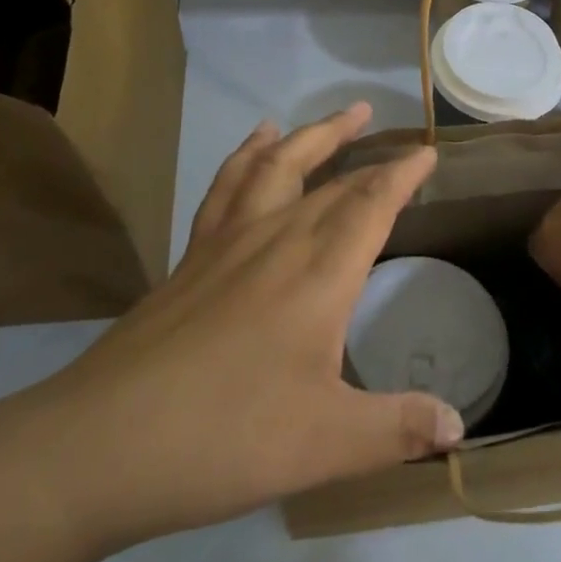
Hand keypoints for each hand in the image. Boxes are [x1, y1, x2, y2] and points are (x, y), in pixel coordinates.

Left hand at [5, 104, 455, 556]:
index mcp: (319, 273)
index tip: (428, 151)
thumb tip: (459, 428)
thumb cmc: (227, 438)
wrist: (101, 444)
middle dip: (367, 154)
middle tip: (394, 134)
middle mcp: (277, 241)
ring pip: (278, 167)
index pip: (371, 205)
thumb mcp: (327, 444)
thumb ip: (398, 429)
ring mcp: (227, 243)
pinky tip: (256, 143)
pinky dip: (247, 154)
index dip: (403, 175)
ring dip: (312, 136)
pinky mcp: (191, 257)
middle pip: (331, 183)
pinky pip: (227, 187)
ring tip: (339, 116)